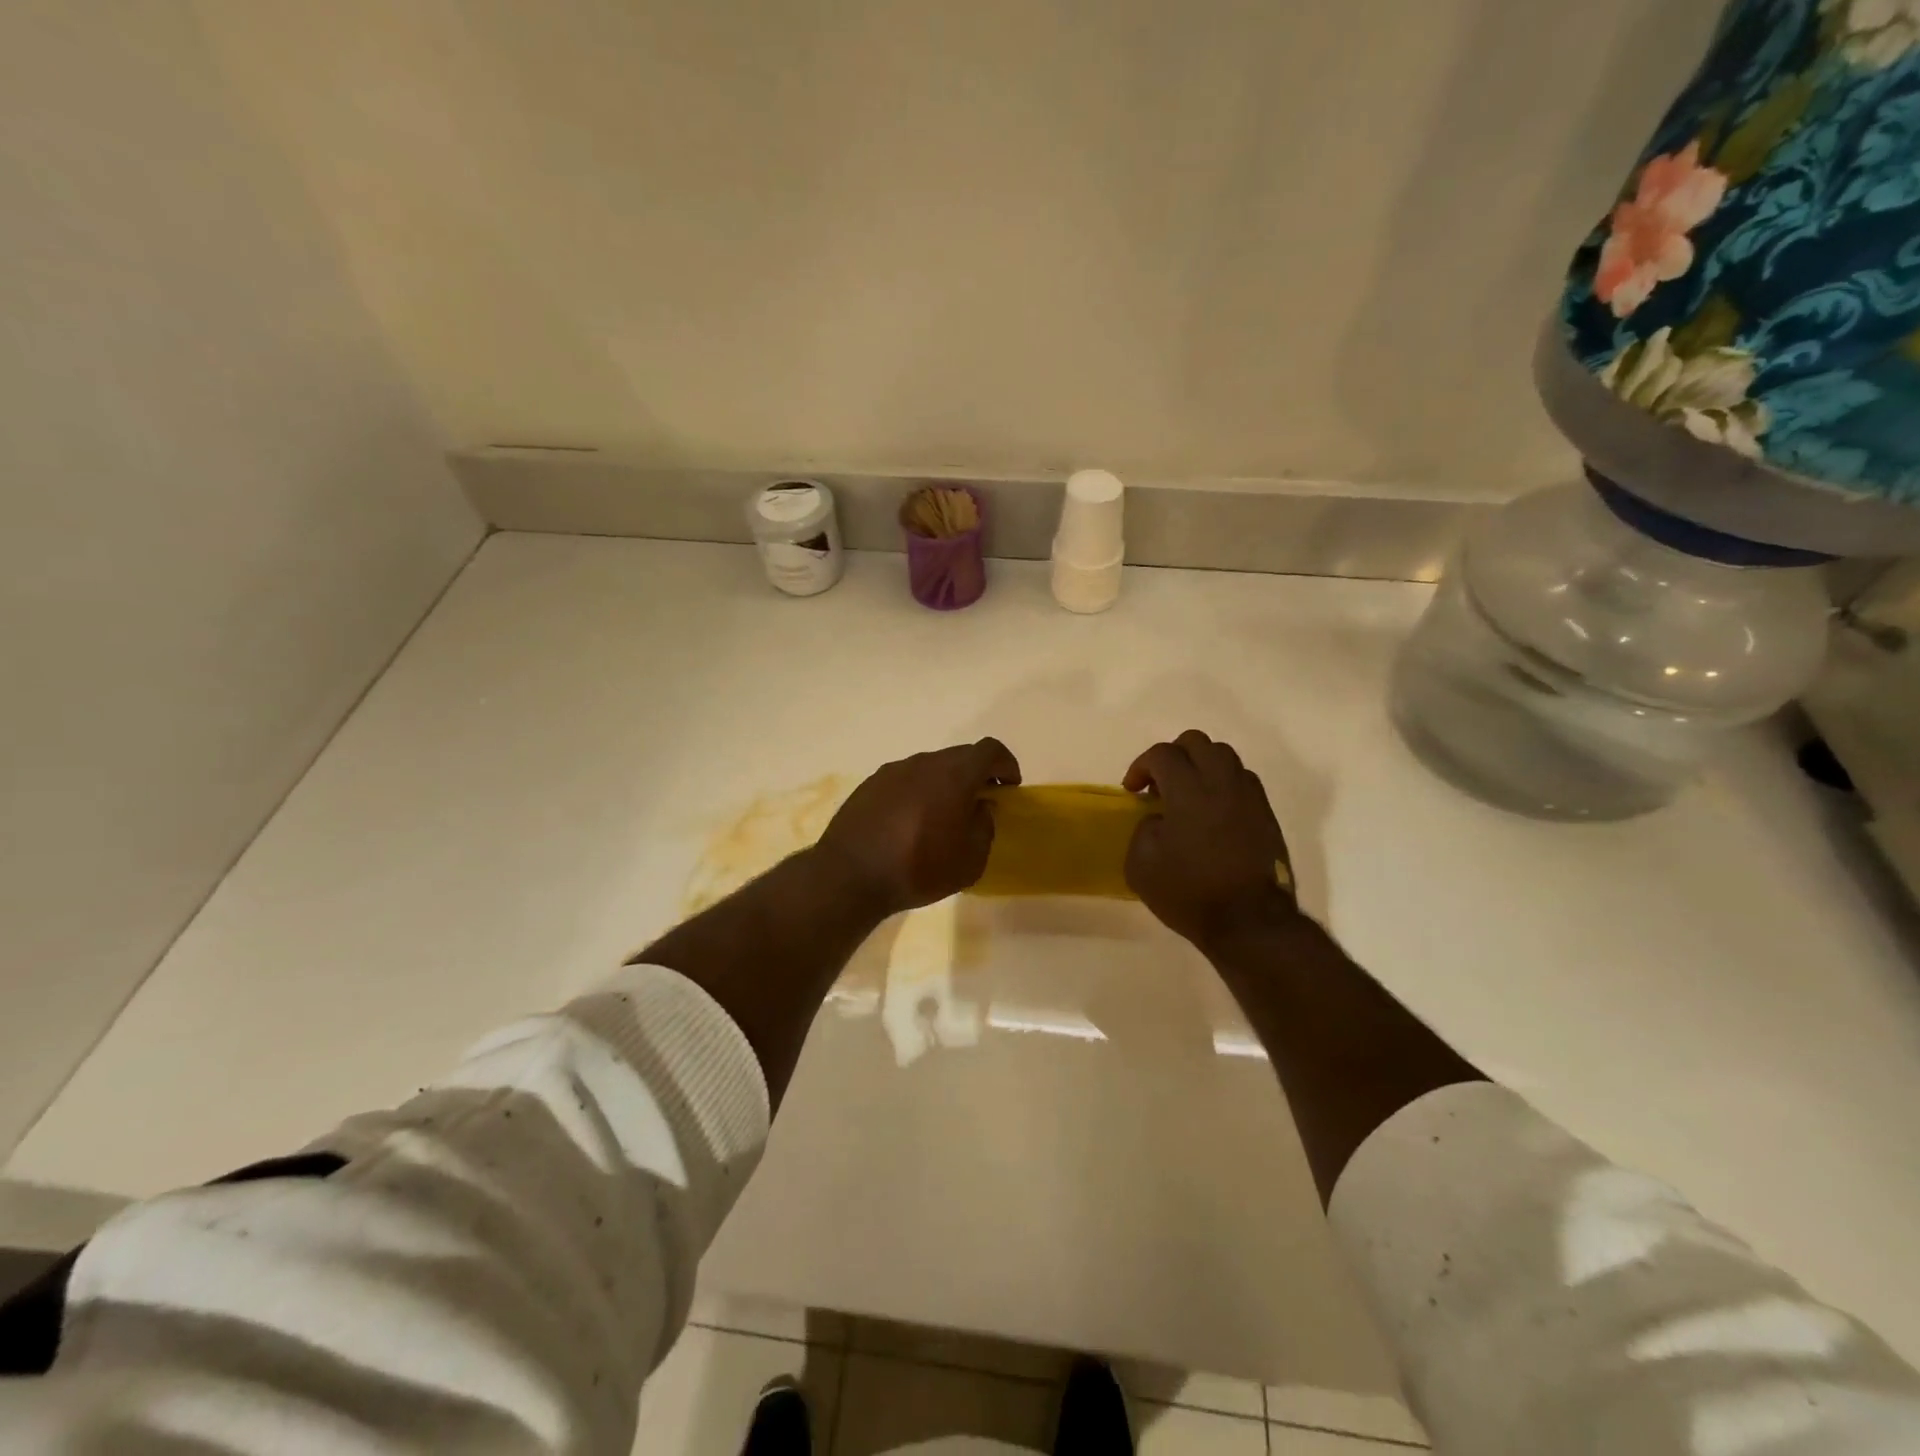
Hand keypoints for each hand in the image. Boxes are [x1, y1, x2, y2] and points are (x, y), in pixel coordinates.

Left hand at [816, 739, 1021, 915]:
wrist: (849, 875)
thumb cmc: (918, 868)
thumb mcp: (970, 861)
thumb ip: (984, 827)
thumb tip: (981, 807)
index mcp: (953, 775)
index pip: (989, 750)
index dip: (1006, 764)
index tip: (1009, 787)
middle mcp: (923, 763)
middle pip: (959, 756)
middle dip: (976, 774)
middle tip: (981, 802)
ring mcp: (893, 771)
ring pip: (930, 767)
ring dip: (945, 783)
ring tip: (944, 816)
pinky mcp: (870, 785)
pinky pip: (905, 780)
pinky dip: (918, 792)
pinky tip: (912, 822)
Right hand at [1123, 730, 1298, 950]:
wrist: (1250, 923)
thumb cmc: (1190, 893)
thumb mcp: (1141, 866)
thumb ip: (1144, 830)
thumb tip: (1159, 820)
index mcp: (1189, 792)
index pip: (1163, 754)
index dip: (1141, 766)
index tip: (1132, 790)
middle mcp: (1222, 784)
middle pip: (1198, 742)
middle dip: (1173, 755)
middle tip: (1160, 783)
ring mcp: (1249, 797)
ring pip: (1225, 756)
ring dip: (1201, 765)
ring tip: (1188, 793)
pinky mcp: (1266, 815)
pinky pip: (1242, 780)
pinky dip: (1222, 783)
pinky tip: (1212, 811)